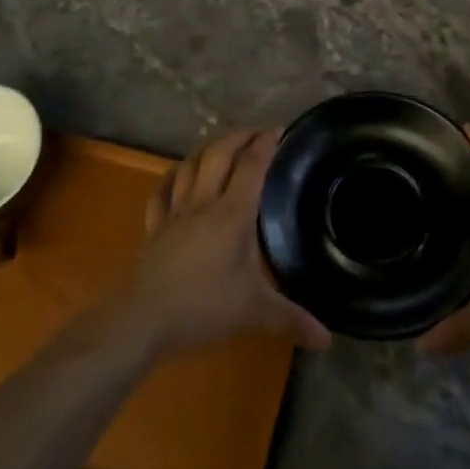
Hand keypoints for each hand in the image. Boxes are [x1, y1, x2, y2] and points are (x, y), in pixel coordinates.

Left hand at [123, 128, 331, 354]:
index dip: (266, 144)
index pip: (251, 166)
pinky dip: (171, 177)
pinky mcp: (154, 227)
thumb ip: (291, 320)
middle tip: (255, 133)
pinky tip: (175, 176)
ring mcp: (174, 212)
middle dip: (238, 137)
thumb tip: (327, 339)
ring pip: (189, 165)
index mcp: (232, 214)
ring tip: (220, 146)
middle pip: (219, 154)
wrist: (142, 319)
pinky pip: (161, 192)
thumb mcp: (254, 311)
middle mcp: (203, 203)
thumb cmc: (203, 307)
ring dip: (206, 149)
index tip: (278, 130)